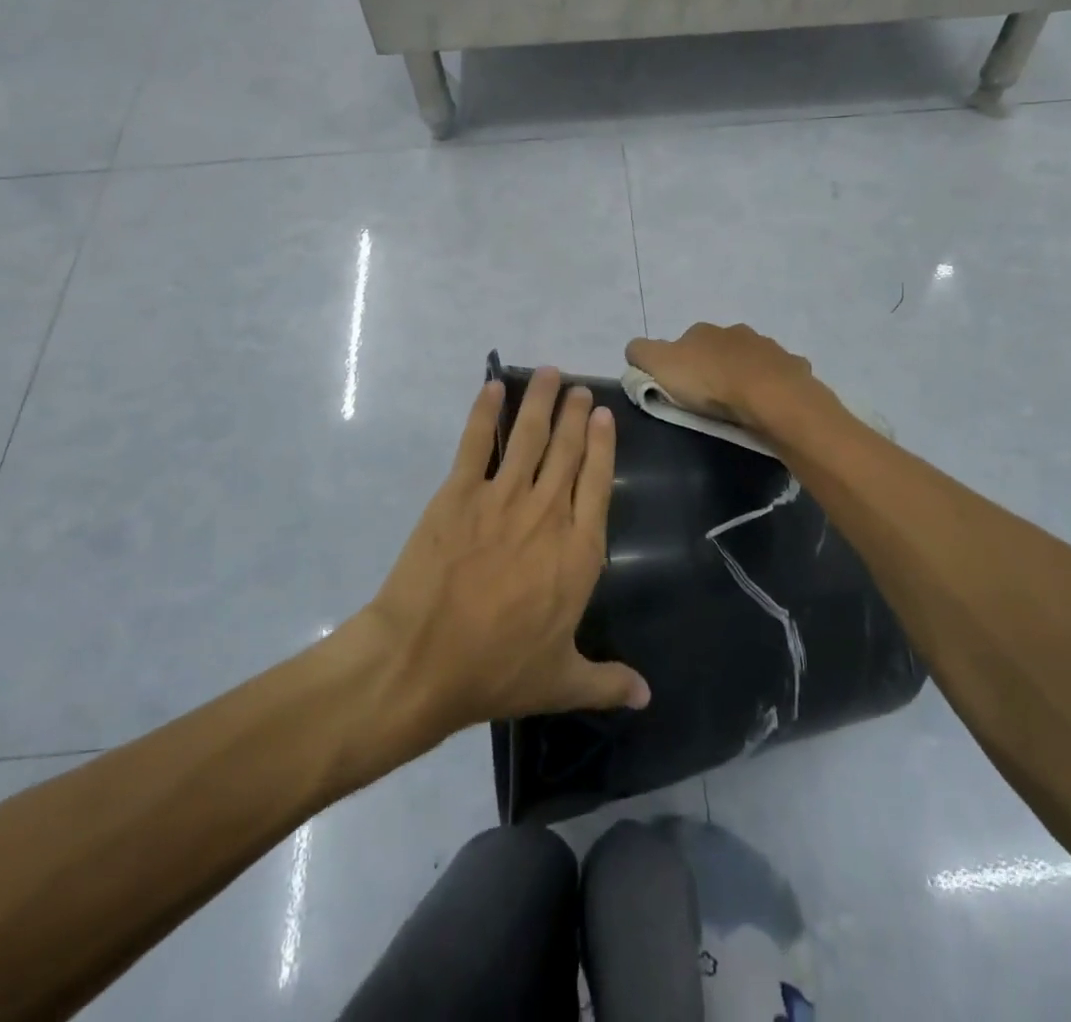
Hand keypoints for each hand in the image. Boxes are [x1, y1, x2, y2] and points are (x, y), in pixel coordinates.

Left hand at [365, 368, 649, 734]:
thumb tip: (647, 696)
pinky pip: (476, 442)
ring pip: (529, 436)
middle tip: (580, 389)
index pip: (598, 483)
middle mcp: (547, 512)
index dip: (604, 445)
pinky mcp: (459, 492)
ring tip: (551, 374)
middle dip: (577, 415)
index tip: (606, 416)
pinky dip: (485, 411)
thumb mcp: (561, 681)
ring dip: (542, 401)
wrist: (422, 660)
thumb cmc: (496, 670)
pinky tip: (492, 386)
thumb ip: (607, 682)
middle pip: (568, 450)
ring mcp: (502, 497)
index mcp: (578, 550)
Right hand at [626, 322, 817, 427]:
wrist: (769, 396)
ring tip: (740, 405)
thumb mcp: (659, 365)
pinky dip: (772, 386)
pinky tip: (769, 405)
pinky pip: (779, 376)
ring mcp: (768, 348)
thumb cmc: (709, 381)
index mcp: (702, 332)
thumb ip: (640, 353)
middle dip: (715, 367)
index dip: (679, 364)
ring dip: (745, 375)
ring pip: (751, 360)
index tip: (678, 388)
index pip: (684, 343)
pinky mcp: (792, 367)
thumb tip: (635, 350)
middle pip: (719, 349)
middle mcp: (736, 332)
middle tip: (710, 398)